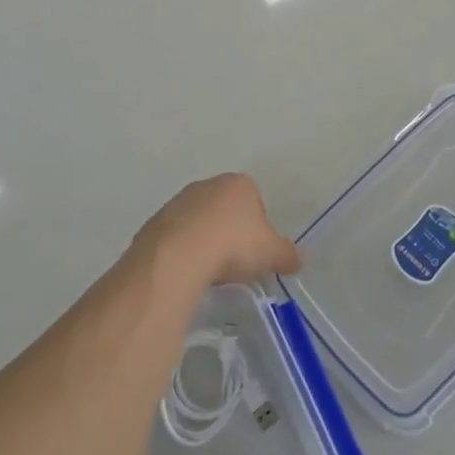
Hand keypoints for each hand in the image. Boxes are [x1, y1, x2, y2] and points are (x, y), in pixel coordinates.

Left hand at [135, 173, 302, 287]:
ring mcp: (179, 200)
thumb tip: (298, 260)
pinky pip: (176, 236)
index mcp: (239, 184)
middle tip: (234, 261)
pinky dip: (183, 250)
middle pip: (225, 209)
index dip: (258, 227)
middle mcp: (208, 184)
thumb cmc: (234, 244)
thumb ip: (287, 255)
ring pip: (199, 221)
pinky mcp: (156, 220)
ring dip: (205, 240)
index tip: (255, 252)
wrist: (179, 254)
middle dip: (230, 231)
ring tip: (209, 270)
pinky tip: (188, 270)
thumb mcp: (272, 254)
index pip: (255, 201)